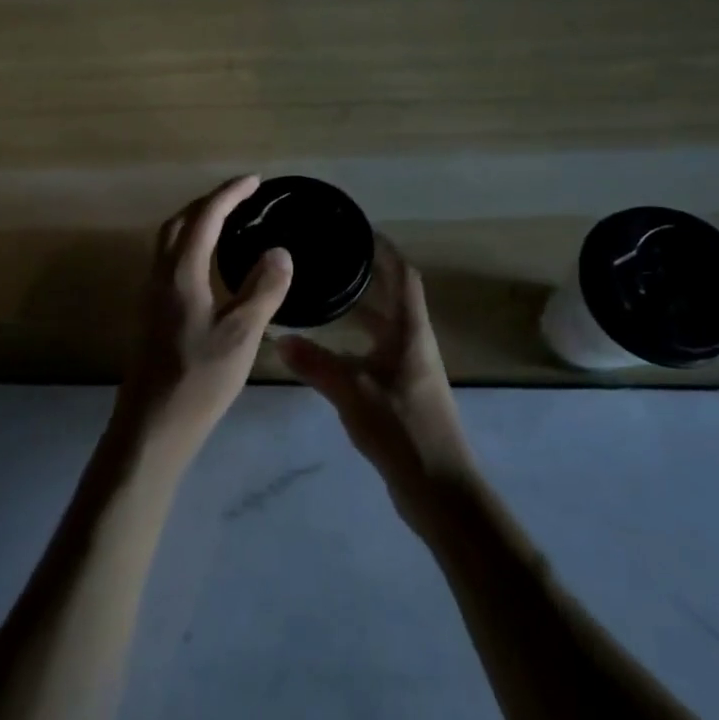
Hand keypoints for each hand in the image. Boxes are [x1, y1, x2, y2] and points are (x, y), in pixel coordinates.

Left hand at [118, 176, 293, 452]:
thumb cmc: (199, 377)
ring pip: (171, 242)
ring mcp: (152, 294)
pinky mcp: (152, 313)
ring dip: (197, 222)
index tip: (255, 181)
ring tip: (229, 222)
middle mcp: (160, 275)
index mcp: (181, 272)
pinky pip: (171, 261)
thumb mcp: (242, 333)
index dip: (229, 193)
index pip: (205, 217)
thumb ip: (262, 289)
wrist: (153, 423)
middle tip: (241, 197)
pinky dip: (192, 246)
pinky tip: (210, 266)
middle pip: (180, 222)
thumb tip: (279, 251)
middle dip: (209, 202)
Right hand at [278, 236, 475, 524]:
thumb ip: (315, 363)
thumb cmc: (402, 429)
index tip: (357, 230)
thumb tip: (278, 338)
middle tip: (329, 259)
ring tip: (324, 295)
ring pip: (383, 327)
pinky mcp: (402, 393)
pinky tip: (329, 348)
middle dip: (366, 276)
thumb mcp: (352, 392)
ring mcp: (410, 370)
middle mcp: (413, 343)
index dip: (384, 250)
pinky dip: (355, 341)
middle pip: (393, 297)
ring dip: (360, 309)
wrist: (440, 489)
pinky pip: (376, 352)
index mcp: (410, 332)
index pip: (402, 276)